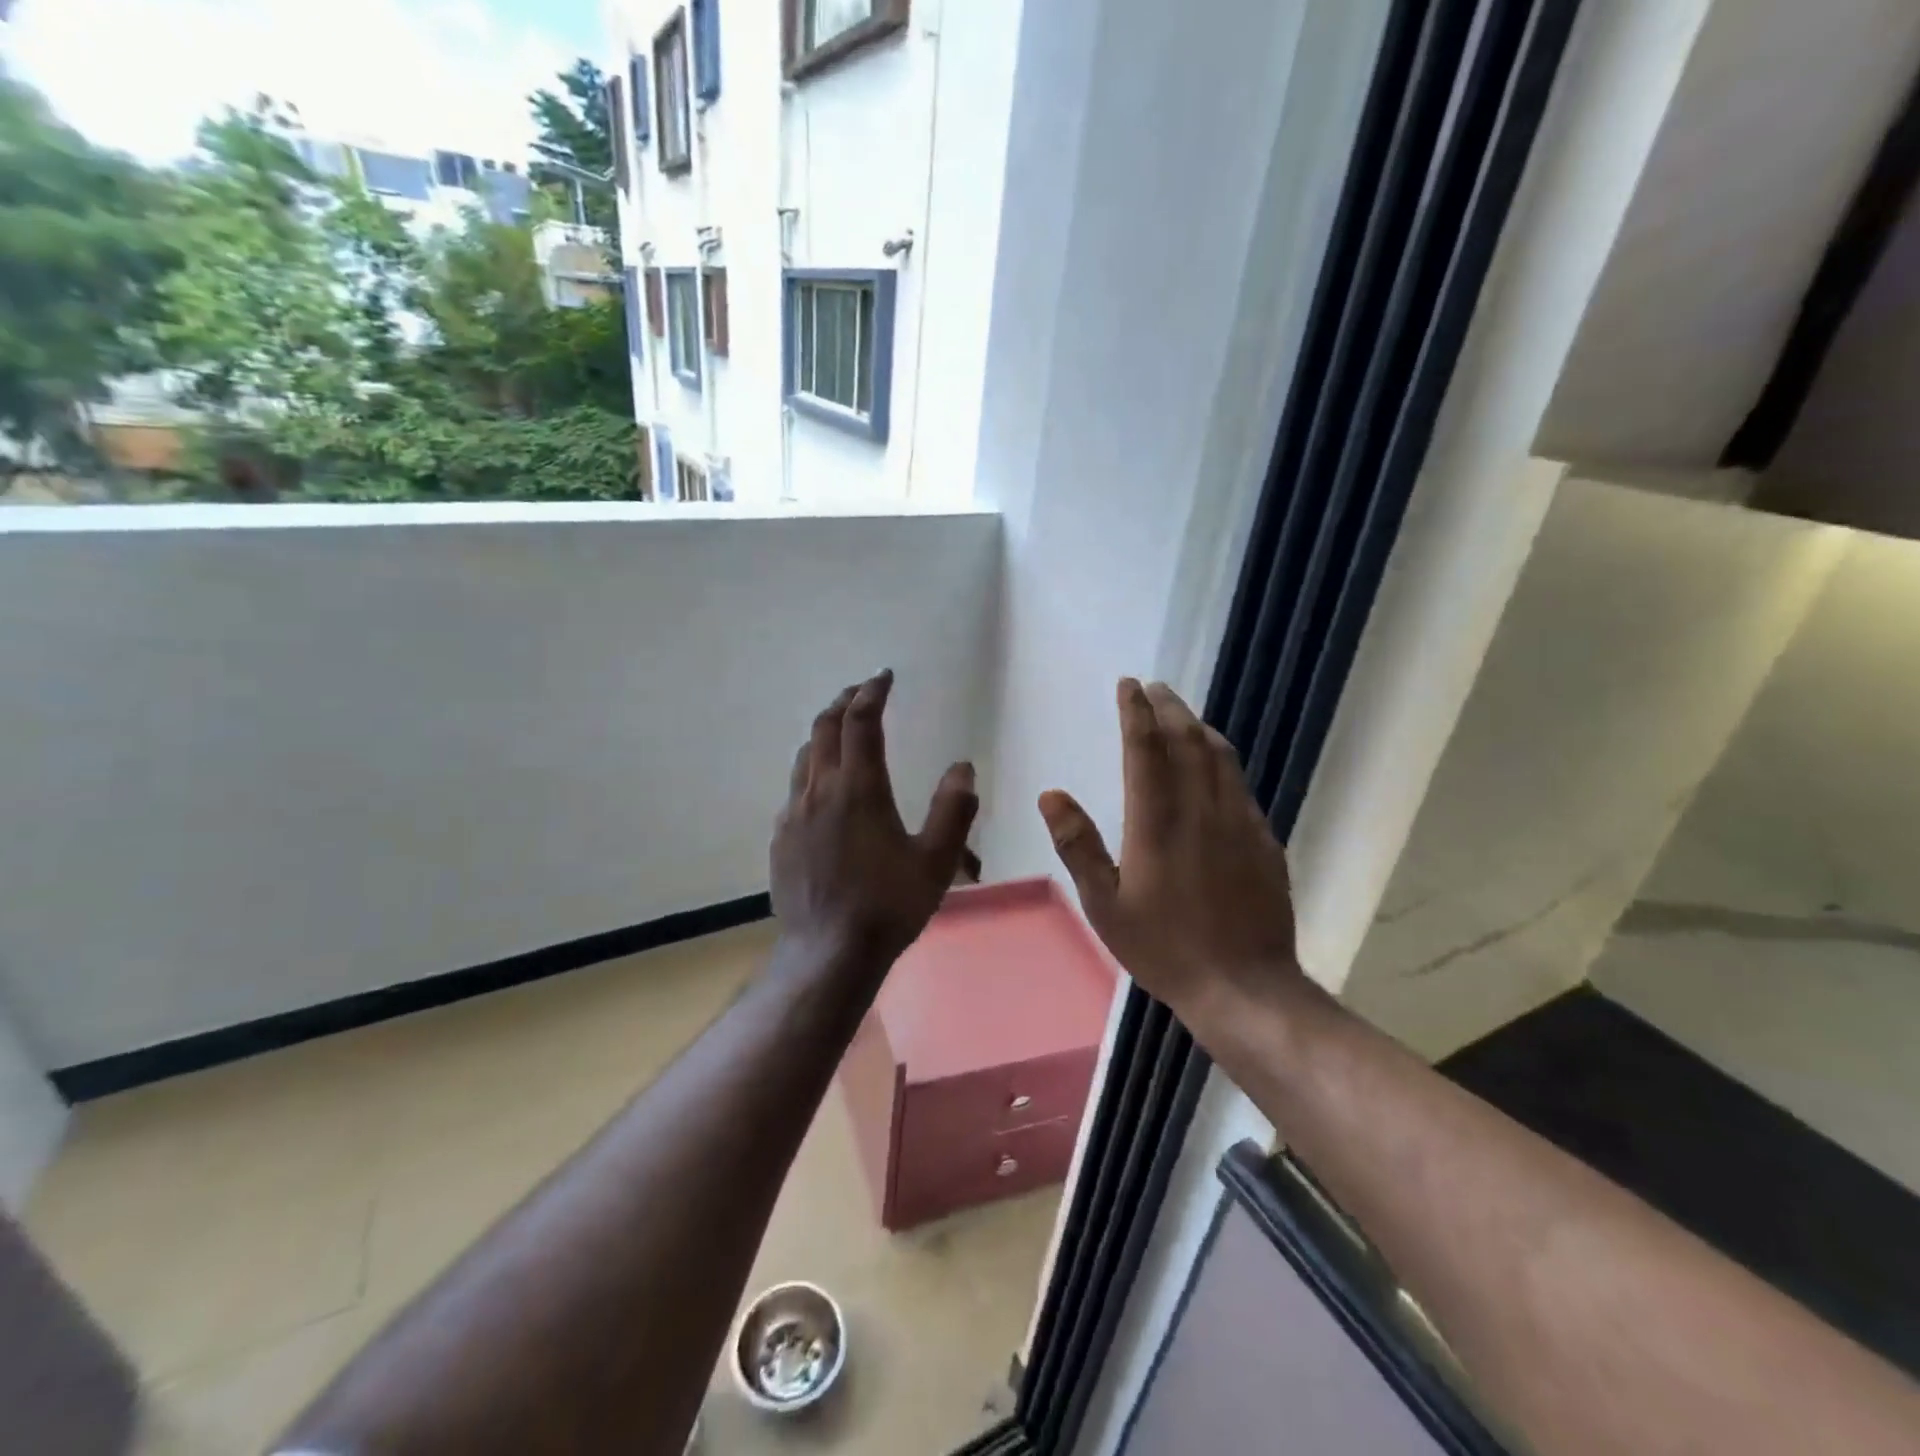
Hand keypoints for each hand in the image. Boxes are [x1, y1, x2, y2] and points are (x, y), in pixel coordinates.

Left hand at [771, 670, 979, 965]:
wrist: (828, 953)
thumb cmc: (888, 905)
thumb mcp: (936, 859)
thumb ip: (954, 809)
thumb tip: (963, 767)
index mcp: (859, 788)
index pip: (861, 721)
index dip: (872, 692)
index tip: (884, 677)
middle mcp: (820, 790)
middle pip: (825, 727)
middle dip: (845, 702)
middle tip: (863, 692)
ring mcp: (794, 813)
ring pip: (805, 754)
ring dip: (824, 732)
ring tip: (842, 729)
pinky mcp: (781, 838)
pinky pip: (795, 787)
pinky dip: (812, 767)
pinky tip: (823, 787)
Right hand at [1038, 678, 1300, 1022]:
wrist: (1245, 986)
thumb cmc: (1164, 948)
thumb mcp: (1105, 905)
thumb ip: (1078, 846)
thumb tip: (1051, 794)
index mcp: (1156, 822)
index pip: (1145, 748)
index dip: (1136, 711)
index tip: (1129, 685)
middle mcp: (1200, 809)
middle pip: (1186, 740)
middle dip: (1169, 708)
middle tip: (1155, 688)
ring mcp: (1238, 822)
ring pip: (1220, 756)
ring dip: (1198, 727)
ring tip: (1183, 714)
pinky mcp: (1263, 840)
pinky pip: (1240, 784)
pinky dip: (1222, 760)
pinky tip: (1217, 765)